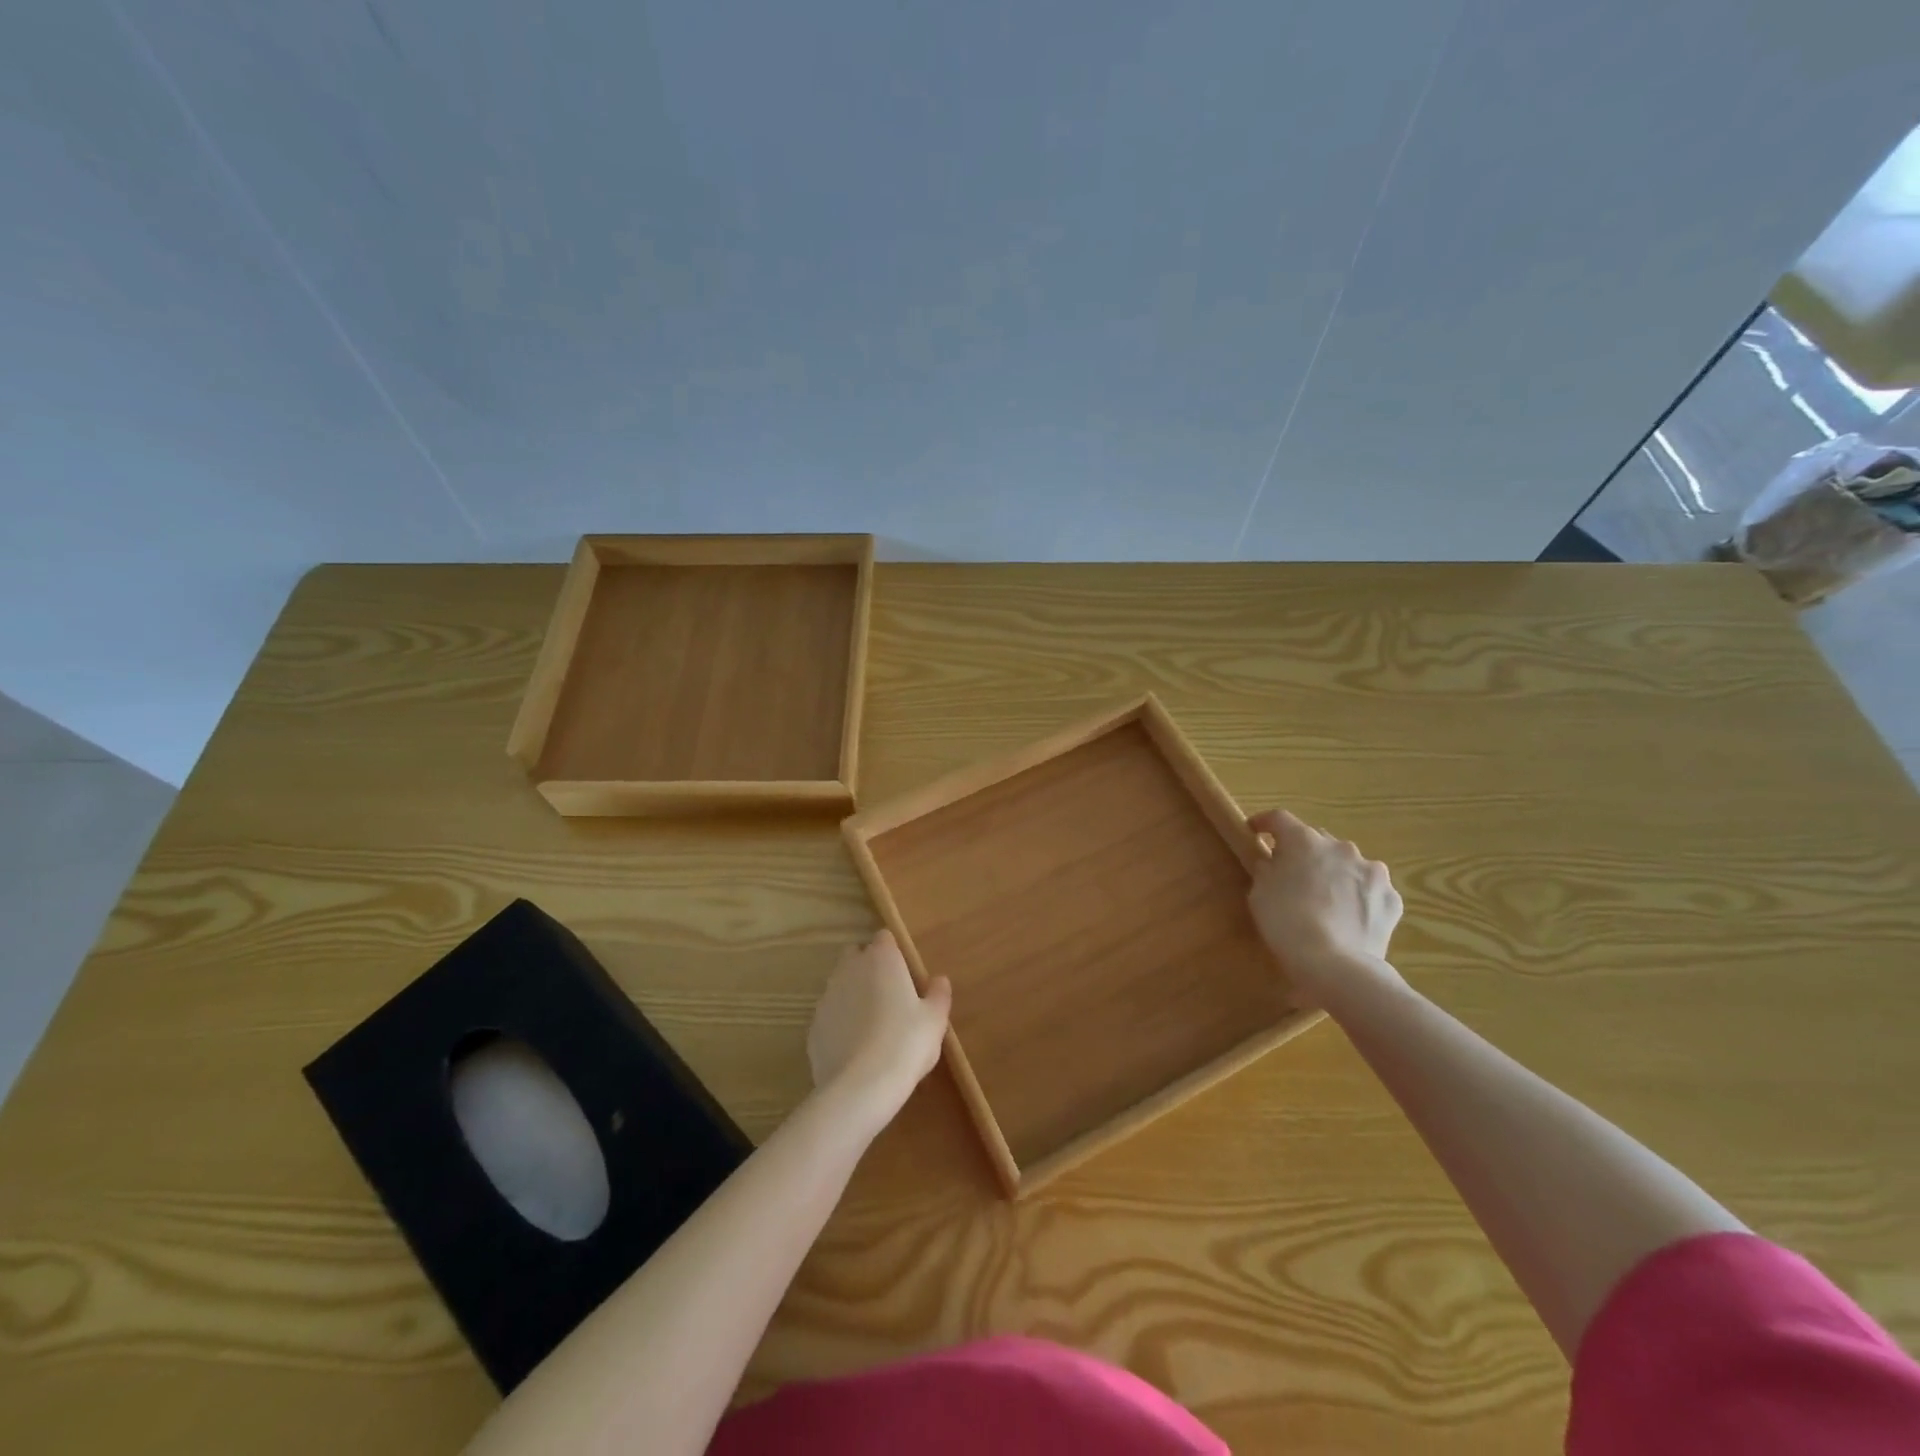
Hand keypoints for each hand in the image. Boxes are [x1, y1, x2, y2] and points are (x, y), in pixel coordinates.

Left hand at [806, 931, 951, 1124]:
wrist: (861, 1087)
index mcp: (881, 959)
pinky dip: (839, 1023)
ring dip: (853, 994)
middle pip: (856, 955)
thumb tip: (939, 980)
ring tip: (872, 1025)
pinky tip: (854, 1048)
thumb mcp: (934, 1020)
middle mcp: (850, 969)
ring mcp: (827, 997)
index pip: (884, 938)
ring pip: (840, 984)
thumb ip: (938, 994)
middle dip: (868, 967)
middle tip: (888, 995)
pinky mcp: (813, 1026)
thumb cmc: (906, 1043)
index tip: (904, 972)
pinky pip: (830, 1015)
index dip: (894, 952)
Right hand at [1247, 809, 1403, 1004]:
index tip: (1254, 832)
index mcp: (1305, 841)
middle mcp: (1342, 847)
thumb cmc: (1286, 923)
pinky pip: (1368, 889)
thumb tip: (1274, 863)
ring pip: (1347, 863)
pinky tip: (1348, 916)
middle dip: (1303, 852)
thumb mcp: (1259, 892)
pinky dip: (1357, 896)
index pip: (1279, 818)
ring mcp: (1372, 872)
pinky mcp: (1392, 898)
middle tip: (1291, 873)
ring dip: (1334, 873)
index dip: (1264, 823)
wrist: (1336, 965)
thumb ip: (1267, 869)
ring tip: (1325, 899)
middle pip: (1316, 840)